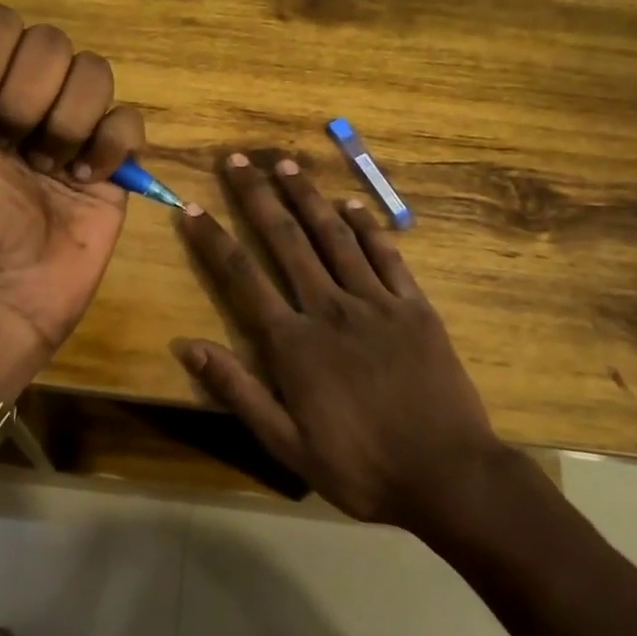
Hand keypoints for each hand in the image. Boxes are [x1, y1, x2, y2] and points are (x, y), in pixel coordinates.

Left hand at [0, 4, 144, 397]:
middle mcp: (25, 95)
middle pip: (52, 44)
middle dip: (26, 102)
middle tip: (7, 152)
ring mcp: (72, 126)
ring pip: (95, 74)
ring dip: (66, 126)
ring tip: (48, 172)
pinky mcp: (112, 161)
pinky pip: (129, 121)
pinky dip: (109, 148)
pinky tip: (84, 181)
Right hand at [173, 153, 500, 524]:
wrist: (448, 476)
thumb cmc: (360, 467)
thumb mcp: (287, 444)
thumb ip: (238, 391)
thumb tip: (188, 347)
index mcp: (294, 343)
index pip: (242, 277)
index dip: (213, 240)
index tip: (192, 208)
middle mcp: (329, 308)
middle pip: (286, 240)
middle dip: (257, 196)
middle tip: (238, 159)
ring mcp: (376, 302)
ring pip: (333, 236)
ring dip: (307, 196)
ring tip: (285, 164)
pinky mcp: (414, 306)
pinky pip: (386, 255)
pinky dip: (366, 226)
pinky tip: (351, 204)